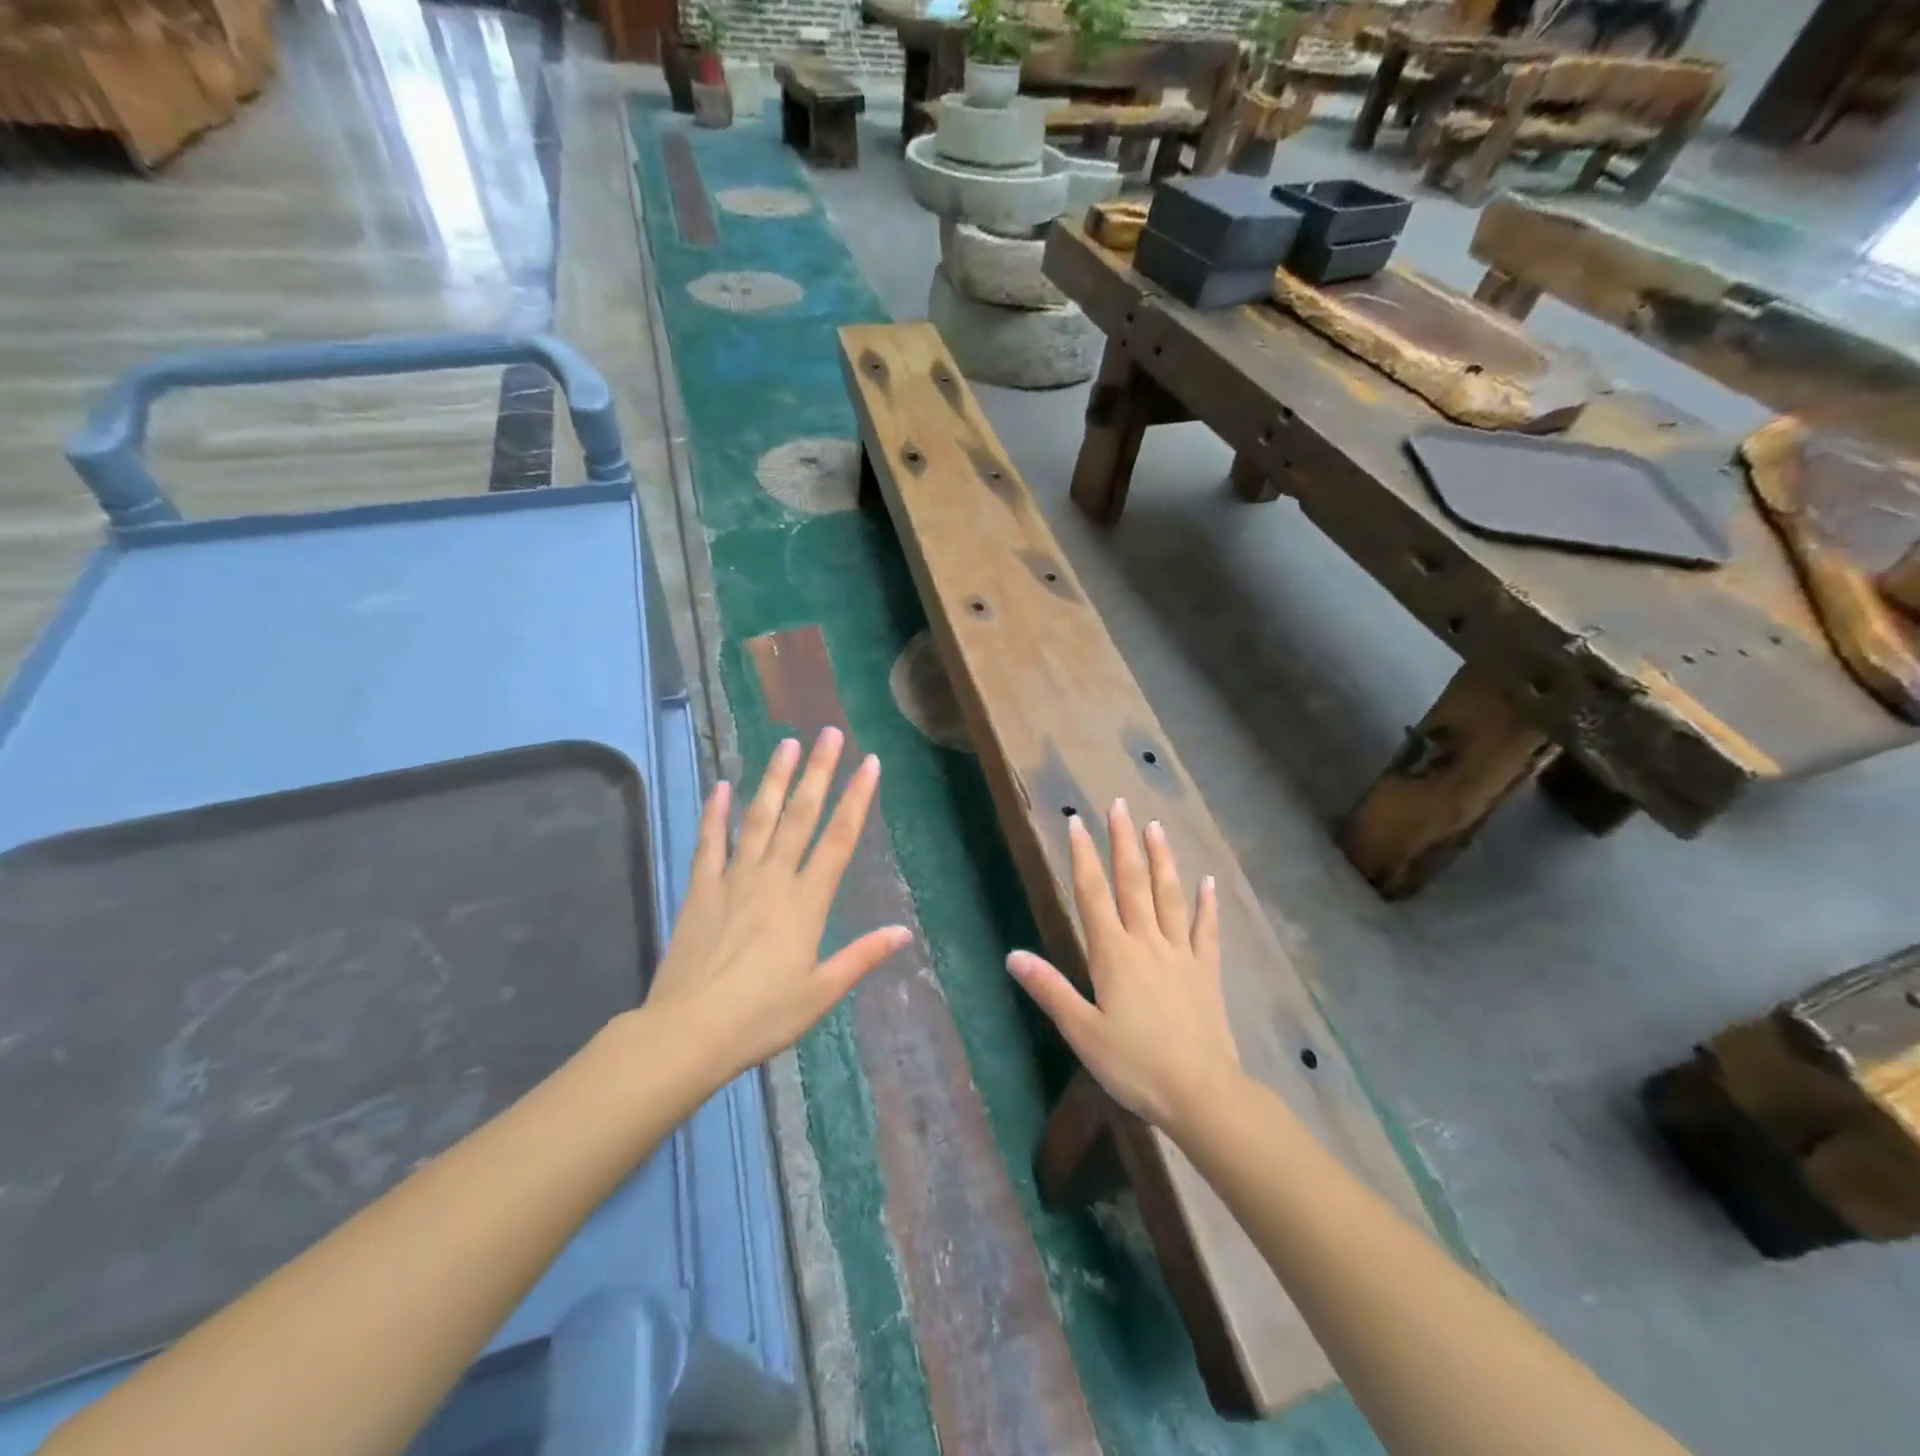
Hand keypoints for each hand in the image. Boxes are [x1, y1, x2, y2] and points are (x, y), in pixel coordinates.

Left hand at [645, 729, 910, 1080]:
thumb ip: (861, 957)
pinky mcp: (701, 889)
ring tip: (786, 744)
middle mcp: (773, 878)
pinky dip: (715, 813)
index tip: (869, 763)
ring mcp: (734, 879)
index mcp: (807, 902)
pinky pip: (709, 842)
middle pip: (801, 815)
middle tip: (828, 733)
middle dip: (818, 772)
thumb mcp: (821, 993)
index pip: (839, 839)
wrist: (689, 1031)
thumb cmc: (762, 1016)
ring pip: (759, 818)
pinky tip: (721, 785)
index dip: (857, 798)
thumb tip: (903, 931)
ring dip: (774, 779)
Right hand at [1006, 800, 1241, 1135]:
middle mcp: (1146, 943)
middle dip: (1123, 842)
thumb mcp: (1082, 1031)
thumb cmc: (1134, 1064)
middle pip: (1132, 883)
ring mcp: (1180, 954)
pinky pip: (1206, 931)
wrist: (1201, 1093)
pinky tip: (1208, 882)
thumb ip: (1049, 989)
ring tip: (1155, 827)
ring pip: (1169, 896)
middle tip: (1119, 805)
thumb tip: (1012, 955)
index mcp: (1113, 954)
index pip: (1093, 894)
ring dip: (1161, 860)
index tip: (1077, 822)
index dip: (1083, 857)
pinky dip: (1207, 905)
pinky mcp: (1207, 973)